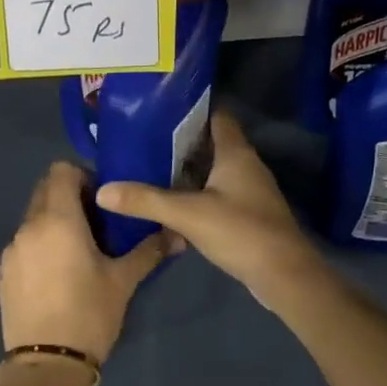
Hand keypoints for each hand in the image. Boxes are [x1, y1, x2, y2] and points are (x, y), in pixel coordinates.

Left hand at [0, 161, 171, 365]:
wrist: (46, 365)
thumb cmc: (89, 314)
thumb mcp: (123, 281)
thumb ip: (149, 250)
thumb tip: (178, 235)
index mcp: (57, 219)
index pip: (61, 170)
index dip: (83, 176)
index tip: (104, 201)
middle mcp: (29, 226)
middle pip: (45, 190)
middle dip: (70, 196)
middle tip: (97, 223)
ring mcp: (12, 250)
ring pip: (33, 217)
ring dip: (55, 221)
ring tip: (79, 251)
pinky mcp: (3, 272)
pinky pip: (24, 243)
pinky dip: (41, 244)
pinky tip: (58, 274)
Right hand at [95, 113, 327, 312]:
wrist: (284, 275)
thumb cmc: (240, 231)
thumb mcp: (188, 214)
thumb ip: (146, 200)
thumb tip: (102, 191)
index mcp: (235, 153)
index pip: (215, 116)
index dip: (190, 110)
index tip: (158, 111)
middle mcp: (245, 165)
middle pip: (211, 143)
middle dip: (180, 142)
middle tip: (144, 142)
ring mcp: (249, 191)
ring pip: (213, 170)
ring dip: (187, 171)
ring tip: (149, 169)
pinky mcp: (248, 214)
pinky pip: (217, 194)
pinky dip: (196, 194)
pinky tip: (172, 204)